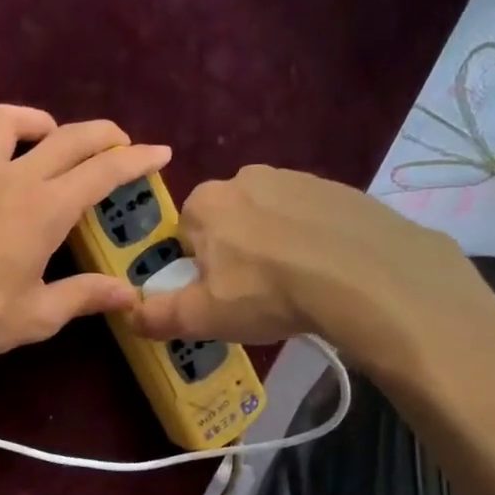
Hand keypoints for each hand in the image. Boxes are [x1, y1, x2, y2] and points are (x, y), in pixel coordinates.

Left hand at [0, 105, 170, 359]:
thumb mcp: (37, 315)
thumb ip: (84, 297)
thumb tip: (128, 295)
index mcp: (46, 209)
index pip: (102, 172)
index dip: (136, 160)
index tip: (160, 153)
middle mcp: (14, 178)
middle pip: (68, 136)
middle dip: (102, 134)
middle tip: (121, 144)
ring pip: (9, 119)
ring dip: (39, 122)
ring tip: (50, 140)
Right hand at [127, 165, 494, 378]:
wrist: (365, 275)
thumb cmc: (268, 292)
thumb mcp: (202, 317)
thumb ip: (158, 316)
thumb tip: (129, 315)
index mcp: (205, 203)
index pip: (185, 233)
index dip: (196, 266)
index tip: (216, 293)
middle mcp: (245, 178)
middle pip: (226, 221)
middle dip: (234, 252)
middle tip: (255, 293)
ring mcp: (296, 178)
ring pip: (269, 217)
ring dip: (273, 245)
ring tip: (295, 285)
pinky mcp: (339, 189)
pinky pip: (310, 217)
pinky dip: (311, 239)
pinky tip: (326, 271)